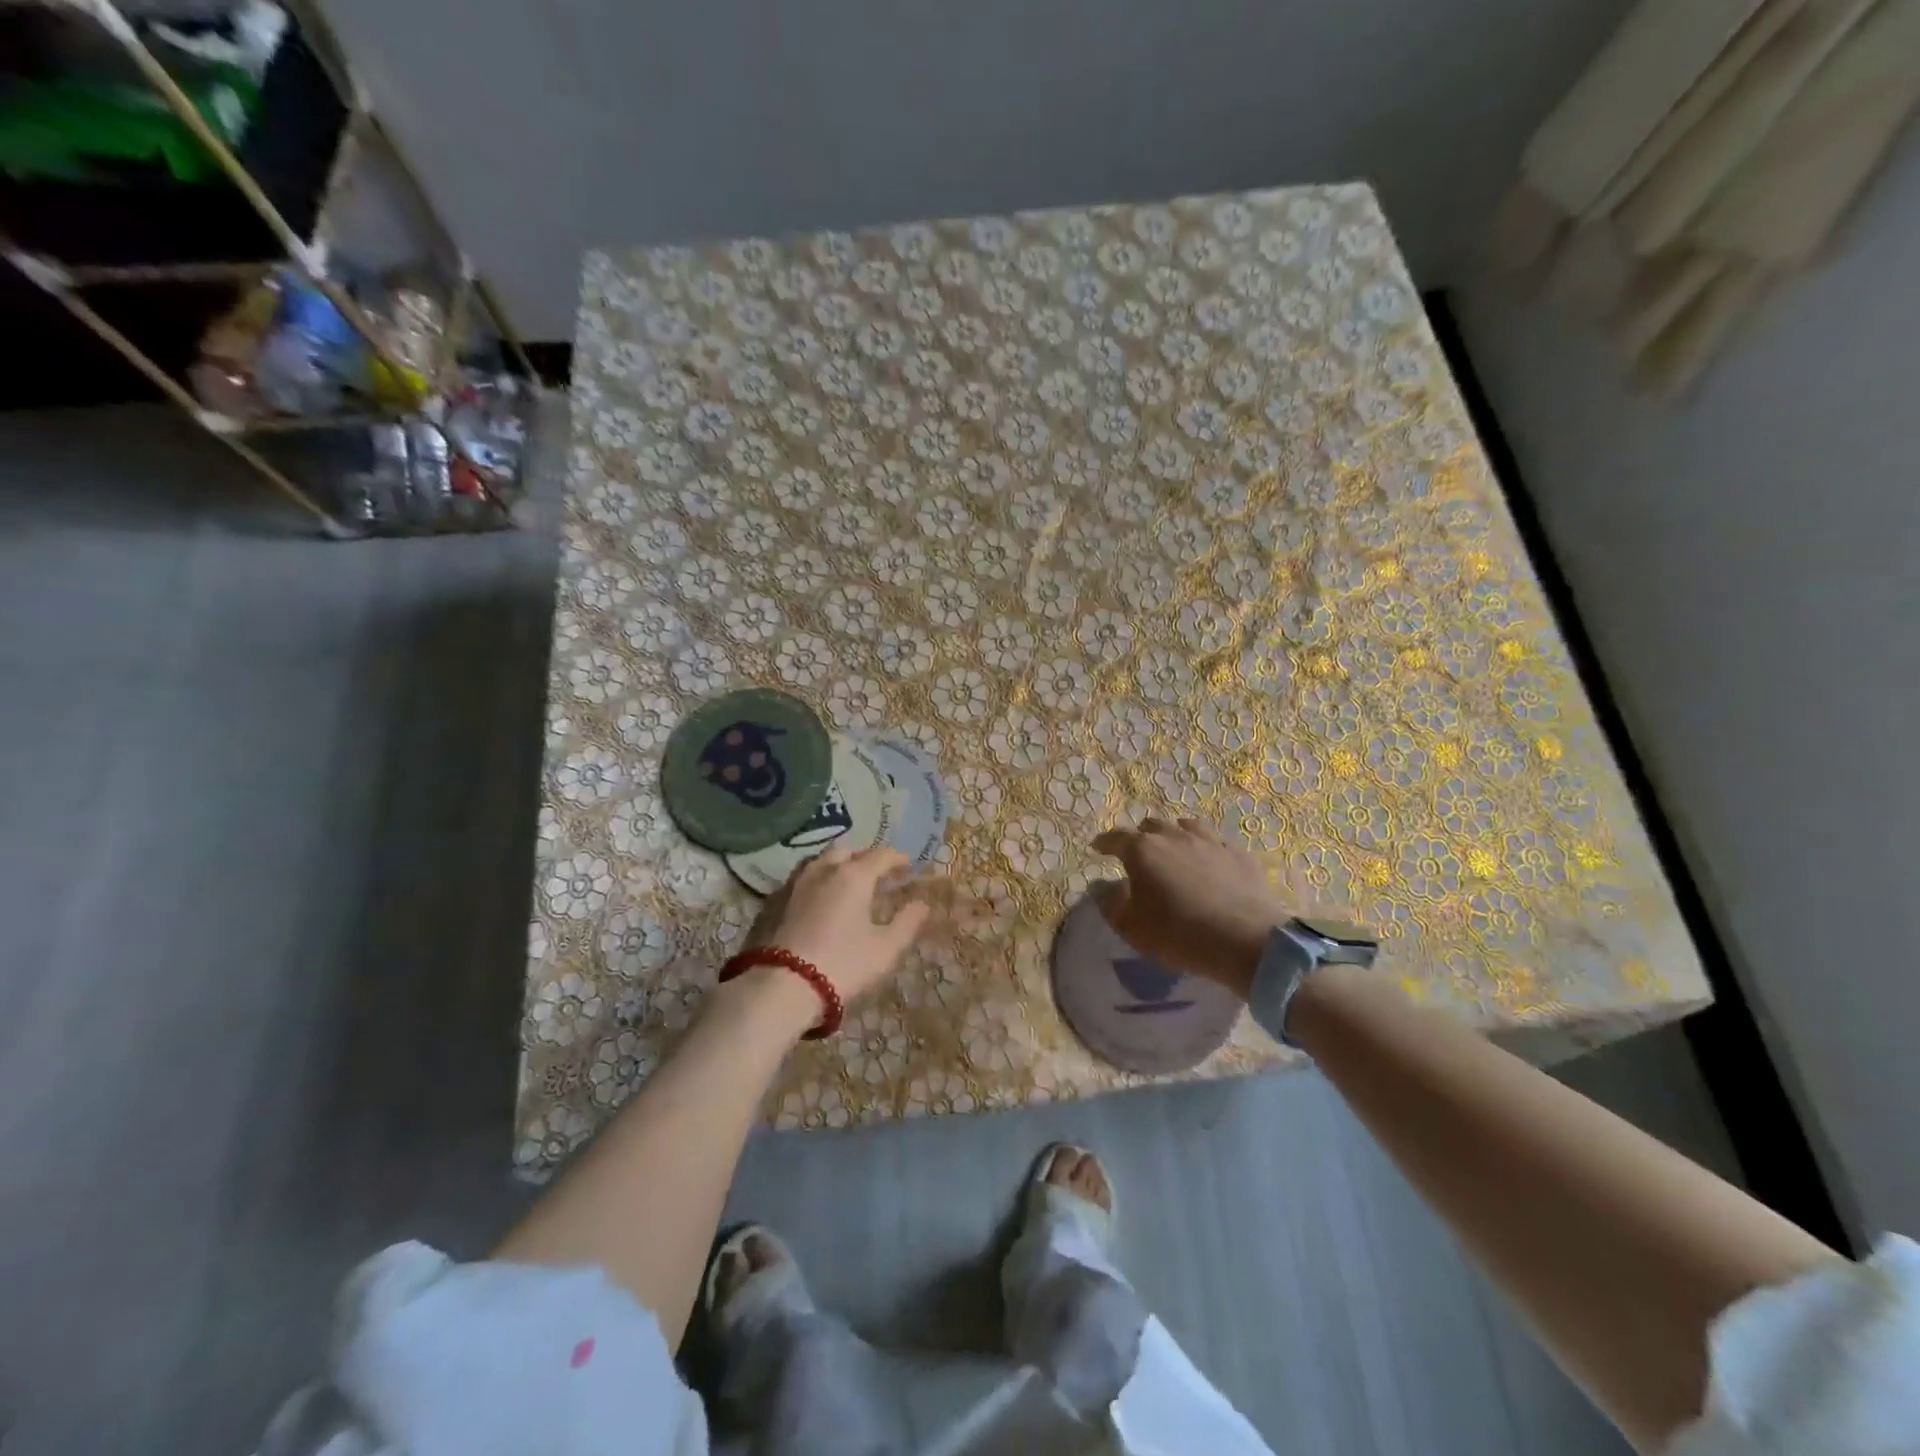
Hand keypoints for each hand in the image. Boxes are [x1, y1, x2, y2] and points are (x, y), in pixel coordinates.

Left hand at [746, 844, 931, 1006]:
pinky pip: (804, 878)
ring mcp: (797, 883)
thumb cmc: (843, 964)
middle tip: (880, 872)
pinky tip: (823, 898)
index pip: (881, 856)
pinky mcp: (777, 901)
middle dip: (866, 857)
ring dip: (840, 864)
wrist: (783, 987)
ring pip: (822, 861)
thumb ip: (908, 923)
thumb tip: (922, 904)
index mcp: (854, 876)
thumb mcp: (886, 949)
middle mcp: (824, 870)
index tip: (909, 866)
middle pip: (848, 851)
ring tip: (850, 881)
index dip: (898, 859)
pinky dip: (820, 879)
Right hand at [1089, 817, 1290, 996]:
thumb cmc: (1178, 933)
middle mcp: (1175, 836)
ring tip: (1174, 848)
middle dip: (1140, 836)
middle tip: (1138, 852)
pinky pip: (1216, 842)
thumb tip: (1101, 886)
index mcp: (1143, 850)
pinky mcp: (1239, 854)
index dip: (1104, 842)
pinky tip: (1210, 861)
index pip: (1116, 838)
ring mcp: (1210, 841)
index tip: (1097, 848)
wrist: (1245, 940)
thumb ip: (1110, 902)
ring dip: (1174, 834)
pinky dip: (1206, 848)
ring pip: (1186, 826)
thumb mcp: (1131, 926)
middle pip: (1151, 826)